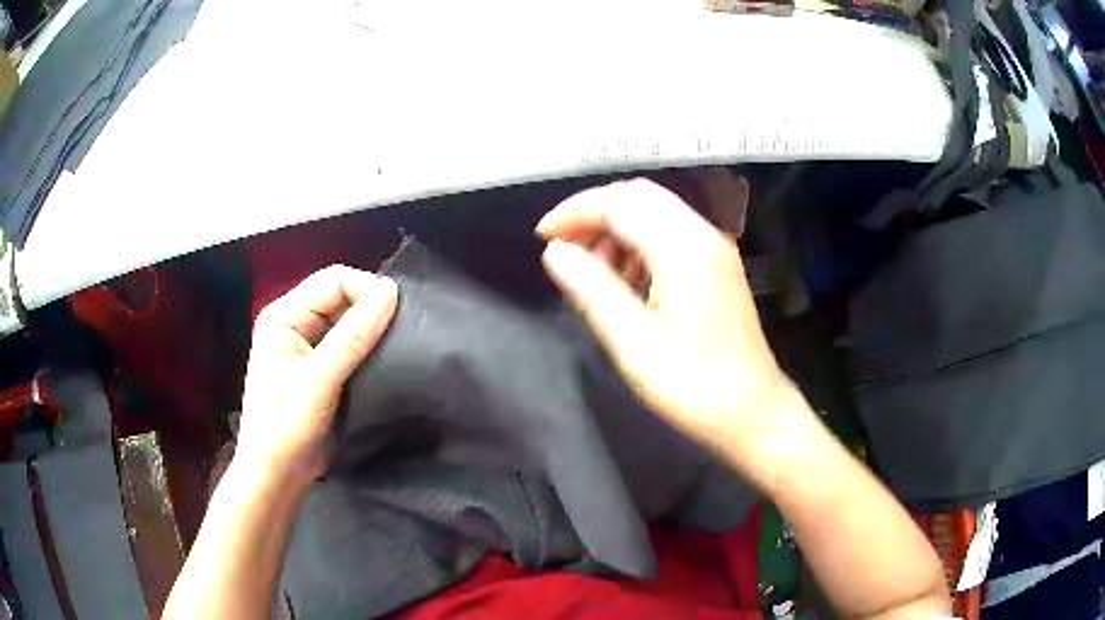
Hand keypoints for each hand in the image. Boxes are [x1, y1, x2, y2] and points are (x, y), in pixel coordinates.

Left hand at [236, 266, 398, 488]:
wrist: (277, 475)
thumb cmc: (286, 423)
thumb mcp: (319, 378)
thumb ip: (354, 336)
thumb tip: (391, 292)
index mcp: (284, 315)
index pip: (332, 281)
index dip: (366, 289)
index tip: (400, 311)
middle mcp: (295, 325)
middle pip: (340, 298)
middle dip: (371, 308)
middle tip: (406, 328)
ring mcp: (308, 349)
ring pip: (348, 323)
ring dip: (373, 330)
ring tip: (403, 342)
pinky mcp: (322, 372)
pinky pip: (350, 348)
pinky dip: (369, 351)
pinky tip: (389, 360)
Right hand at [537, 179, 795, 487]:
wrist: (754, 411)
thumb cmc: (693, 386)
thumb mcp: (633, 343)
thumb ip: (591, 289)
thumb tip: (555, 252)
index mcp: (684, 248)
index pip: (620, 203)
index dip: (575, 212)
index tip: (542, 237)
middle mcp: (704, 233)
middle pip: (638, 196)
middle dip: (594, 215)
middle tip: (563, 250)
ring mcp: (715, 246)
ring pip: (654, 211)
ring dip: (616, 230)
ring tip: (593, 274)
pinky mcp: (718, 263)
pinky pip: (670, 233)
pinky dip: (638, 243)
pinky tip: (626, 281)